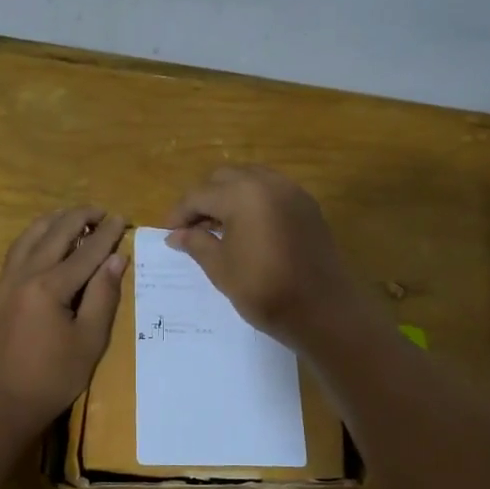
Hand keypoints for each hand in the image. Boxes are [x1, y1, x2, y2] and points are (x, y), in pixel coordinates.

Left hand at [0, 207, 126, 428]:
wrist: (4, 403)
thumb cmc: (54, 377)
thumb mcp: (89, 340)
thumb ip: (103, 296)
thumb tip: (116, 258)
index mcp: (49, 287)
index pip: (85, 251)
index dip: (106, 233)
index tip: (122, 218)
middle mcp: (24, 275)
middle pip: (54, 233)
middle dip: (79, 218)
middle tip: (101, 212)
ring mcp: (7, 282)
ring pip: (30, 236)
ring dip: (54, 221)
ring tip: (73, 216)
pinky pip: (18, 251)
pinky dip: (35, 236)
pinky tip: (45, 238)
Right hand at [164, 166, 363, 350]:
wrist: (322, 310)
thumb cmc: (264, 290)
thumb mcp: (221, 268)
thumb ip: (196, 243)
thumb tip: (176, 235)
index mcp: (242, 194)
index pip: (199, 195)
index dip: (179, 213)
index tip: (167, 232)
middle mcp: (268, 182)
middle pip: (224, 178)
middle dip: (203, 199)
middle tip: (191, 228)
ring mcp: (292, 192)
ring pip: (250, 179)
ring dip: (228, 196)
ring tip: (217, 227)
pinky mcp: (308, 206)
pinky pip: (272, 191)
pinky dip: (253, 201)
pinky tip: (246, 228)